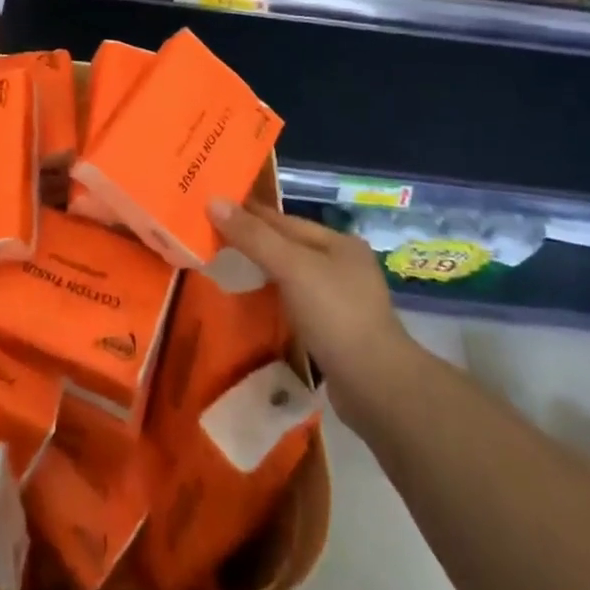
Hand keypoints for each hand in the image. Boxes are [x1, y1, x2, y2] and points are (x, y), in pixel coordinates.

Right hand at [209, 198, 417, 430]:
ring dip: (264, 275)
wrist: (377, 389)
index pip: (284, 220)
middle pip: (289, 247)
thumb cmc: (335, 315)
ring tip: (228, 272)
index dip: (248, 213)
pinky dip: (276, 302)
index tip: (212, 209)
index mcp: (339, 242)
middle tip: (212, 241)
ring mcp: (343, 302)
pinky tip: (257, 307)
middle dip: (254, 244)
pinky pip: (297, 306)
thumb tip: (213, 201)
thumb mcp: (291, 267)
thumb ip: (253, 236)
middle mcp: (344, 266)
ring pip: (293, 278)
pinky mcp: (337, 334)